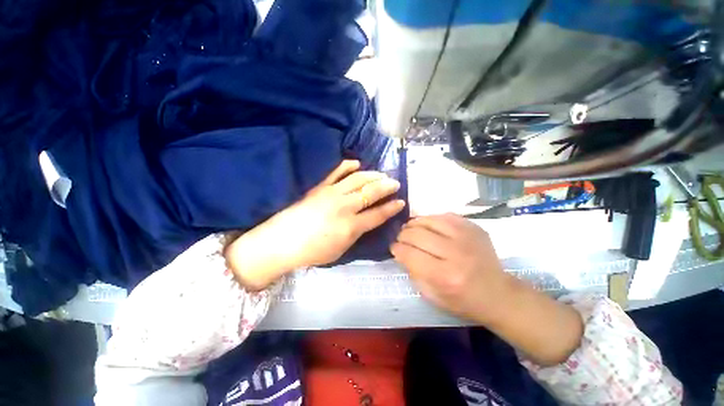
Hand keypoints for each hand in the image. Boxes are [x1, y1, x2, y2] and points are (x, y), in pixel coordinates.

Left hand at [226, 160, 404, 290]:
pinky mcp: (320, 187)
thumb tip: (367, 220)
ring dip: (373, 175)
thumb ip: (357, 233)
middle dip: (387, 186)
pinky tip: (356, 163)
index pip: (378, 214)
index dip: (392, 207)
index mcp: (351, 226)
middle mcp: (345, 206)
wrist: (282, 241)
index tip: (401, 201)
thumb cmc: (313, 251)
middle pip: (371, 192)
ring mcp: (332, 193)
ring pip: (358, 179)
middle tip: (395, 183)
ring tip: (382, 174)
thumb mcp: (341, 250)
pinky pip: (336, 172)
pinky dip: (347, 166)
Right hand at [390, 213, 511, 323]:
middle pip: (417, 234)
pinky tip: (428, 225)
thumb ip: (413, 272)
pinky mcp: (474, 227)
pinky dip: (431, 219)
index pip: (410, 254)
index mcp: (444, 276)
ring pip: (429, 220)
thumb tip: (401, 251)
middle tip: (401, 238)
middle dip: (403, 235)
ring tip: (411, 229)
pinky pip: (444, 215)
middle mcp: (455, 253)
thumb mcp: (432, 296)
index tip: (393, 247)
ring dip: (414, 224)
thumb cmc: (463, 300)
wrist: (498, 294)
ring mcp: (467, 236)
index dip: (397, 248)